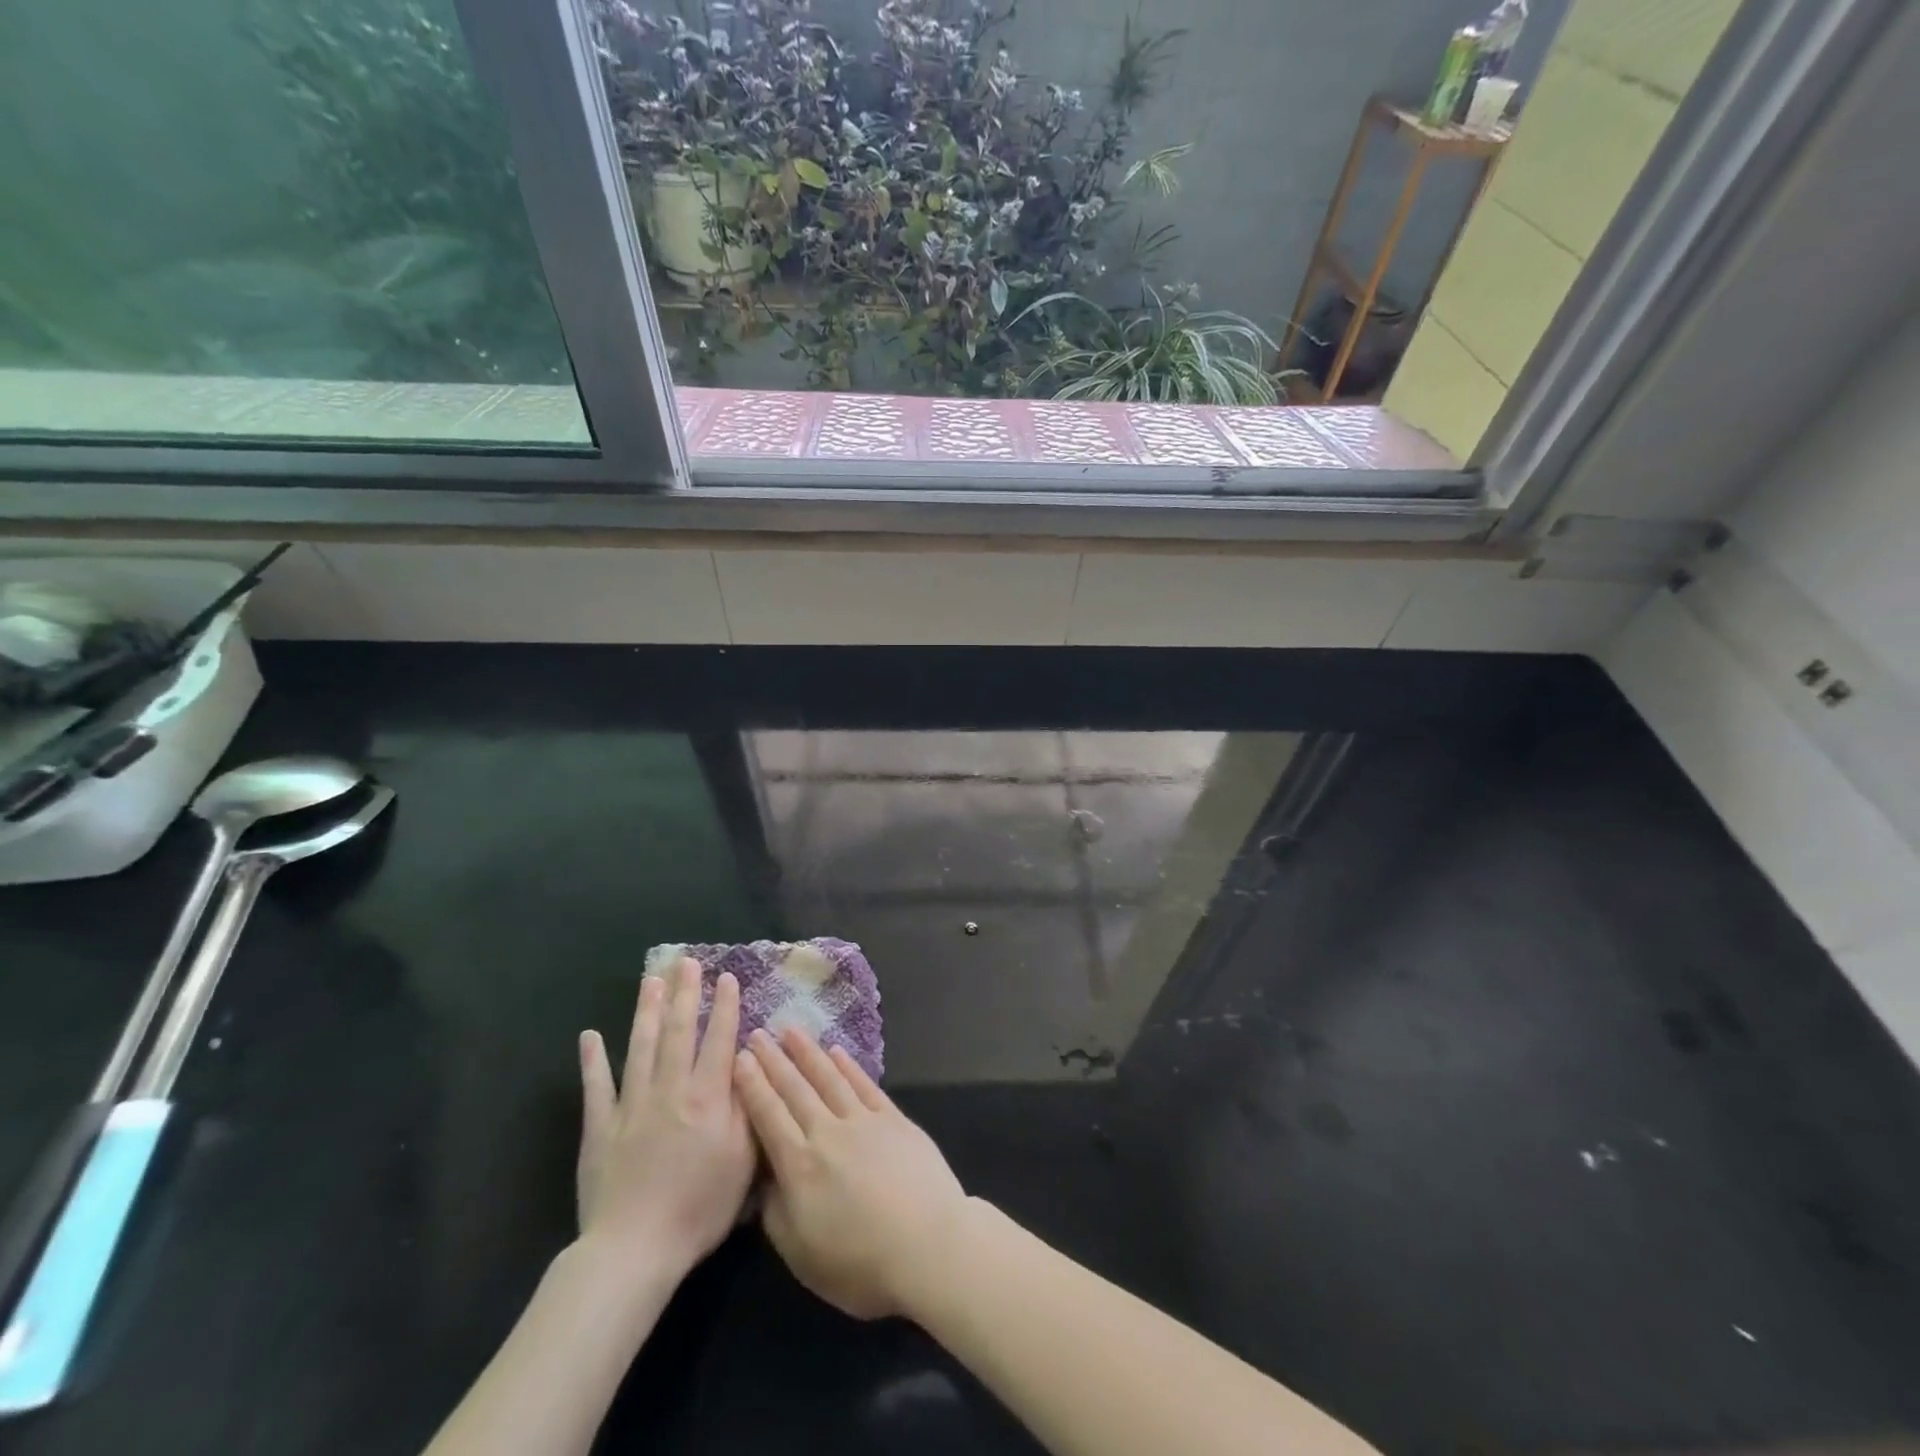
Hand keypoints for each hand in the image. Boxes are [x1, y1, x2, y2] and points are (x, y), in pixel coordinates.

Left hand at [575, 957, 753, 1292]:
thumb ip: (746, 1106)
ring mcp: (631, 1107)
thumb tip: (745, 1062)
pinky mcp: (600, 1128)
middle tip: (686, 962)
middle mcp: (670, 1091)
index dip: (724, 1007)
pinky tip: (590, 1037)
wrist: (634, 1250)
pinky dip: (593, 1061)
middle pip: (678, 1033)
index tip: (726, 977)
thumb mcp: (743, 1160)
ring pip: (640, 1048)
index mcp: (707, 1098)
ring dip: (646, 1012)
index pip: (718, 1040)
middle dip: (684, 994)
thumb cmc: (700, 1208)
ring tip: (650, 981)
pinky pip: (596, 1088)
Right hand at [733, 1026, 968, 1319]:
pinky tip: (836, 1051)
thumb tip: (763, 1179)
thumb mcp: (801, 1254)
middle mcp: (828, 1133)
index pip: (769, 1116)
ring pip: (829, 1078)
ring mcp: (863, 1121)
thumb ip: (775, 1213)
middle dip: (774, 1060)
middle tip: (758, 1032)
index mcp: (800, 1166)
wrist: (928, 1246)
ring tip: (791, 1030)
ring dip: (808, 1053)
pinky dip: (848, 1066)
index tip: (740, 1057)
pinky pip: (864, 1085)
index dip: (753, 1086)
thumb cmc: (860, 1263)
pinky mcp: (894, 1119)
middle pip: (795, 1089)